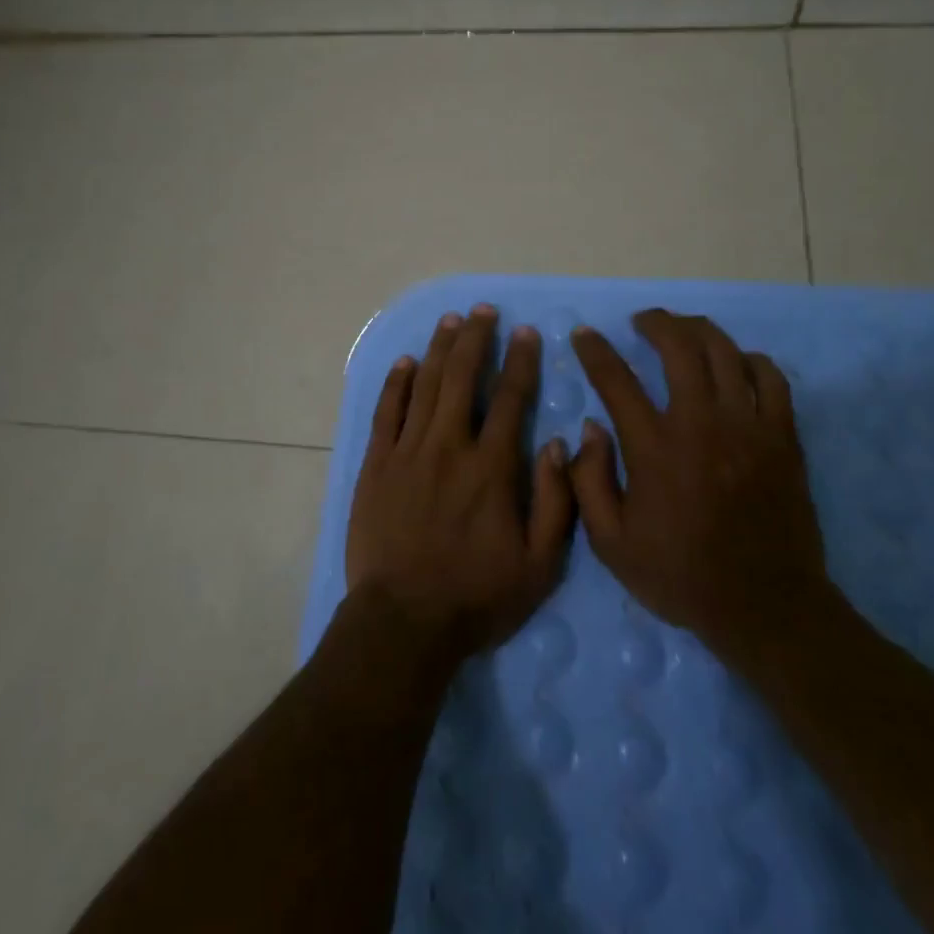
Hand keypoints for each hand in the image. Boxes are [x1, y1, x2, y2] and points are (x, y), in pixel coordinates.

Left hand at [345, 304, 575, 662]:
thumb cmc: (476, 596)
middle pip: (463, 377)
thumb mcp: (539, 564)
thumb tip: (557, 443)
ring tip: (450, 321)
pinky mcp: (376, 465)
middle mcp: (449, 446)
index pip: (511, 398)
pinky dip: (396, 383)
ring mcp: (407, 451)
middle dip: (476, 338)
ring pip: (425, 385)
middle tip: (483, 311)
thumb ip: (555, 500)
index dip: (521, 360)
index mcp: (492, 467)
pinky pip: (386, 411)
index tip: (527, 332)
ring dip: (439, 349)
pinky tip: (405, 361)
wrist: (403, 622)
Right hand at [567, 309, 828, 664]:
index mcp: (654, 448)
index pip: (617, 380)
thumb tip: (590, 429)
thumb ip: (589, 481)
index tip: (585, 335)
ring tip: (684, 331)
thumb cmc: (680, 576)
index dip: (596, 351)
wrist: (766, 606)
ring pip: (725, 352)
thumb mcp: (610, 544)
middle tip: (642, 322)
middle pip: (680, 346)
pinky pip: (771, 377)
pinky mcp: (783, 437)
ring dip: (699, 331)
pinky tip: (736, 363)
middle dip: (656, 323)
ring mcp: (748, 426)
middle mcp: (701, 424)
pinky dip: (750, 360)